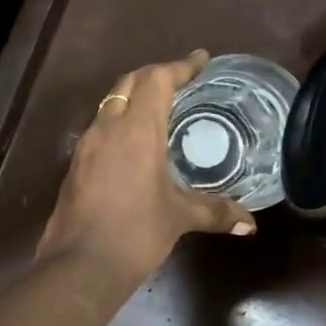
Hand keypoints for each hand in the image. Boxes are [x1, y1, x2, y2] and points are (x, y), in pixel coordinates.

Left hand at [38, 51, 254, 286]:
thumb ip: (215, 212)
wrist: (80, 265)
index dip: (180, 66)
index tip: (201, 60)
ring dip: (133, 98)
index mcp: (136, 130)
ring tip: (159, 109)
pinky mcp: (74, 167)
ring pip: (109, 105)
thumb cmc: (135, 234)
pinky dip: (118, 124)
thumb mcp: (179, 218)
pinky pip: (99, 130)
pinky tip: (133, 145)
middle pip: (129, 84)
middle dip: (154, 75)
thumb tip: (250, 223)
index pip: (157, 80)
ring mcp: (86, 147)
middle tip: (180, 80)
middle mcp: (107, 128)